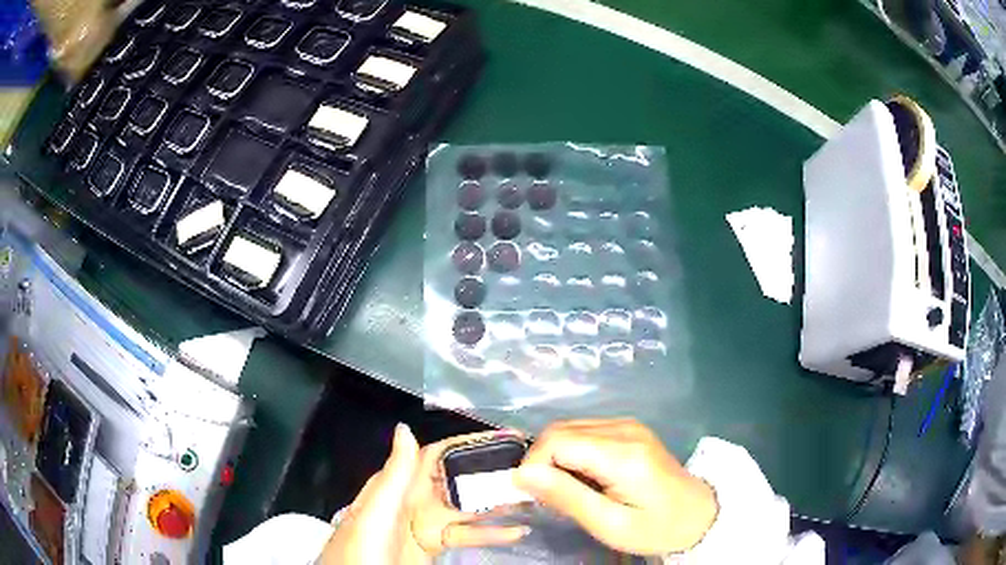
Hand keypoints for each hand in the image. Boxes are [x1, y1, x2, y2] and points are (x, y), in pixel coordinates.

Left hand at [318, 425, 529, 563]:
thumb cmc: (363, 548)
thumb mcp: (376, 513)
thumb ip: (393, 475)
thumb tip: (405, 427)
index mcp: (398, 485)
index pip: (437, 456)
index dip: (469, 445)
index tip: (506, 438)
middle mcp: (414, 499)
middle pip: (458, 481)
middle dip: (490, 475)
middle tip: (531, 469)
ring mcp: (426, 523)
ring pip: (467, 508)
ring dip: (496, 504)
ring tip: (533, 498)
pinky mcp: (434, 545)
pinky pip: (466, 535)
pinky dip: (490, 534)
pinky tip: (517, 532)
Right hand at [513, 419, 717, 555]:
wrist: (699, 513)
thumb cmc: (656, 528)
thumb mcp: (610, 525)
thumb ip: (567, 497)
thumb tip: (523, 474)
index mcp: (622, 454)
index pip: (557, 442)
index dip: (534, 465)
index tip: (531, 495)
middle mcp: (624, 429)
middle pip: (560, 430)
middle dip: (540, 461)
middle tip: (543, 496)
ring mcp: (628, 424)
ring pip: (568, 428)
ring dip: (553, 456)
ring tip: (561, 489)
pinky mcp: (629, 428)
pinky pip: (584, 431)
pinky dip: (569, 452)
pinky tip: (579, 476)